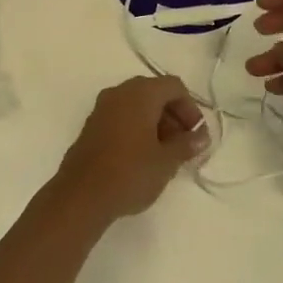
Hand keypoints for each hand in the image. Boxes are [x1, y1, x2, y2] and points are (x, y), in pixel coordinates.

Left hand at [53, 76, 207, 222]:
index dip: (191, 108)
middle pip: (155, 92)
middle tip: (184, 144)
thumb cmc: (130, 173)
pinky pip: (121, 116)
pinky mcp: (92, 125)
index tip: (196, 136)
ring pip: (137, 105)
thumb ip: (187, 144)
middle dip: (173, 115)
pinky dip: (137, 128)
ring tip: (166, 153)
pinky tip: (143, 156)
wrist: (81, 196)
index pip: (174, 86)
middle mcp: (119, 92)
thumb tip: (201, 136)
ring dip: (156, 122)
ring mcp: (102, 108)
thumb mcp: (166, 161)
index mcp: (140, 93)